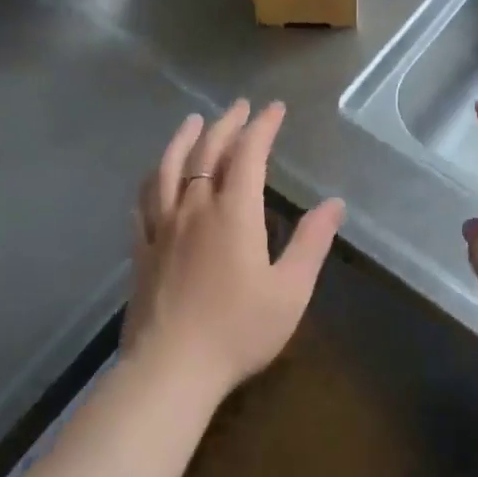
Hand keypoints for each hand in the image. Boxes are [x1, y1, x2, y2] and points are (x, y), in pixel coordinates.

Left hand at [126, 99, 345, 400]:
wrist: (170, 370)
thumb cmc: (238, 330)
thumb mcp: (290, 290)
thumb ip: (311, 242)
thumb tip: (334, 204)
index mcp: (234, 213)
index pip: (249, 154)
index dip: (262, 127)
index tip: (275, 109)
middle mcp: (195, 208)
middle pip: (208, 152)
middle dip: (227, 124)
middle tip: (240, 107)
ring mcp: (163, 227)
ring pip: (169, 169)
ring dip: (183, 139)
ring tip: (193, 121)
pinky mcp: (142, 249)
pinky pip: (143, 202)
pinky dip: (152, 179)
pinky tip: (154, 176)